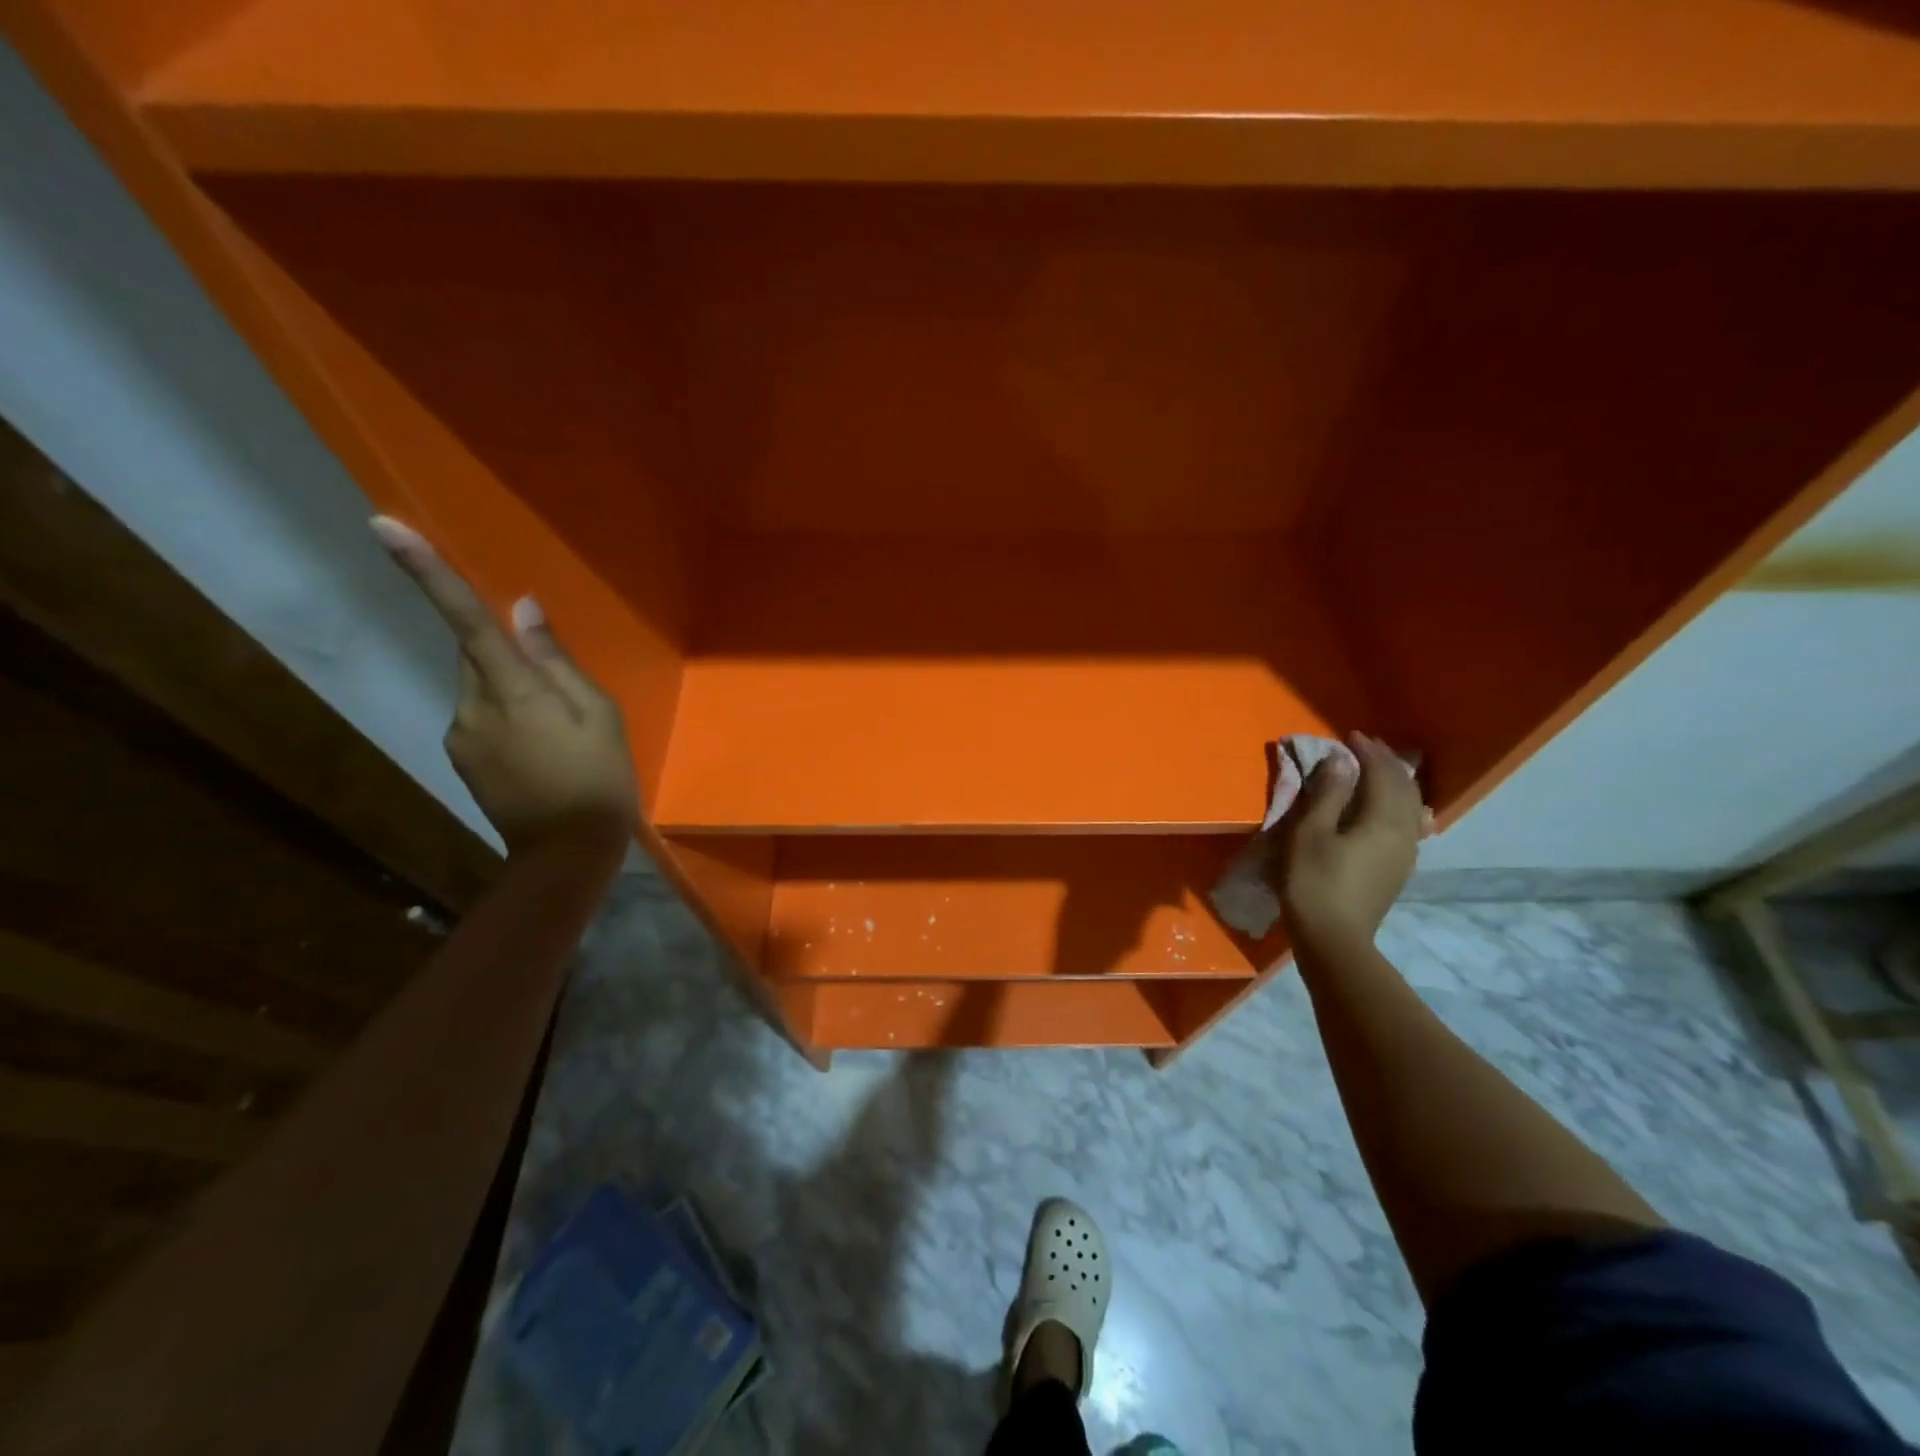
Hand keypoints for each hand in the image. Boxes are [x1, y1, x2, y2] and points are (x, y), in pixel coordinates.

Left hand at [373, 517, 636, 856]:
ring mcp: (460, 736)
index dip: (428, 573)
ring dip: (511, 694)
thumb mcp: (599, 714)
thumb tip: (524, 611)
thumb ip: (557, 661)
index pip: (469, 620)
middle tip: (560, 694)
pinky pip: (479, 720)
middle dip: (507, 658)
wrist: (567, 852)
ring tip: (558, 735)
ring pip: (480, 689)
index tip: (382, 526)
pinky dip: (506, 721)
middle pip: (477, 656)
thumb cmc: (599, 777)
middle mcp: (472, 706)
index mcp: (513, 690)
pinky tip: (540, 754)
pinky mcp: (460, 760)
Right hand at [1275, 733, 1421, 956]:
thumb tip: (1341, 761)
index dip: (1368, 752)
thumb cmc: (1314, 881)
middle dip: (1386, 762)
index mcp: (1382, 820)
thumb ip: (1327, 794)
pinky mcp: (1398, 869)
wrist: (1334, 939)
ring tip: (1378, 770)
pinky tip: (1391, 809)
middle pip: (1403, 787)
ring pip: (1410, 806)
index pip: (1381, 774)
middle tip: (1366, 746)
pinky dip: (1398, 804)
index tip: (1351, 736)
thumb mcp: (1310, 833)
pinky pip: (1407, 824)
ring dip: (1395, 782)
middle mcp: (1403, 832)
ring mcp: (1405, 853)